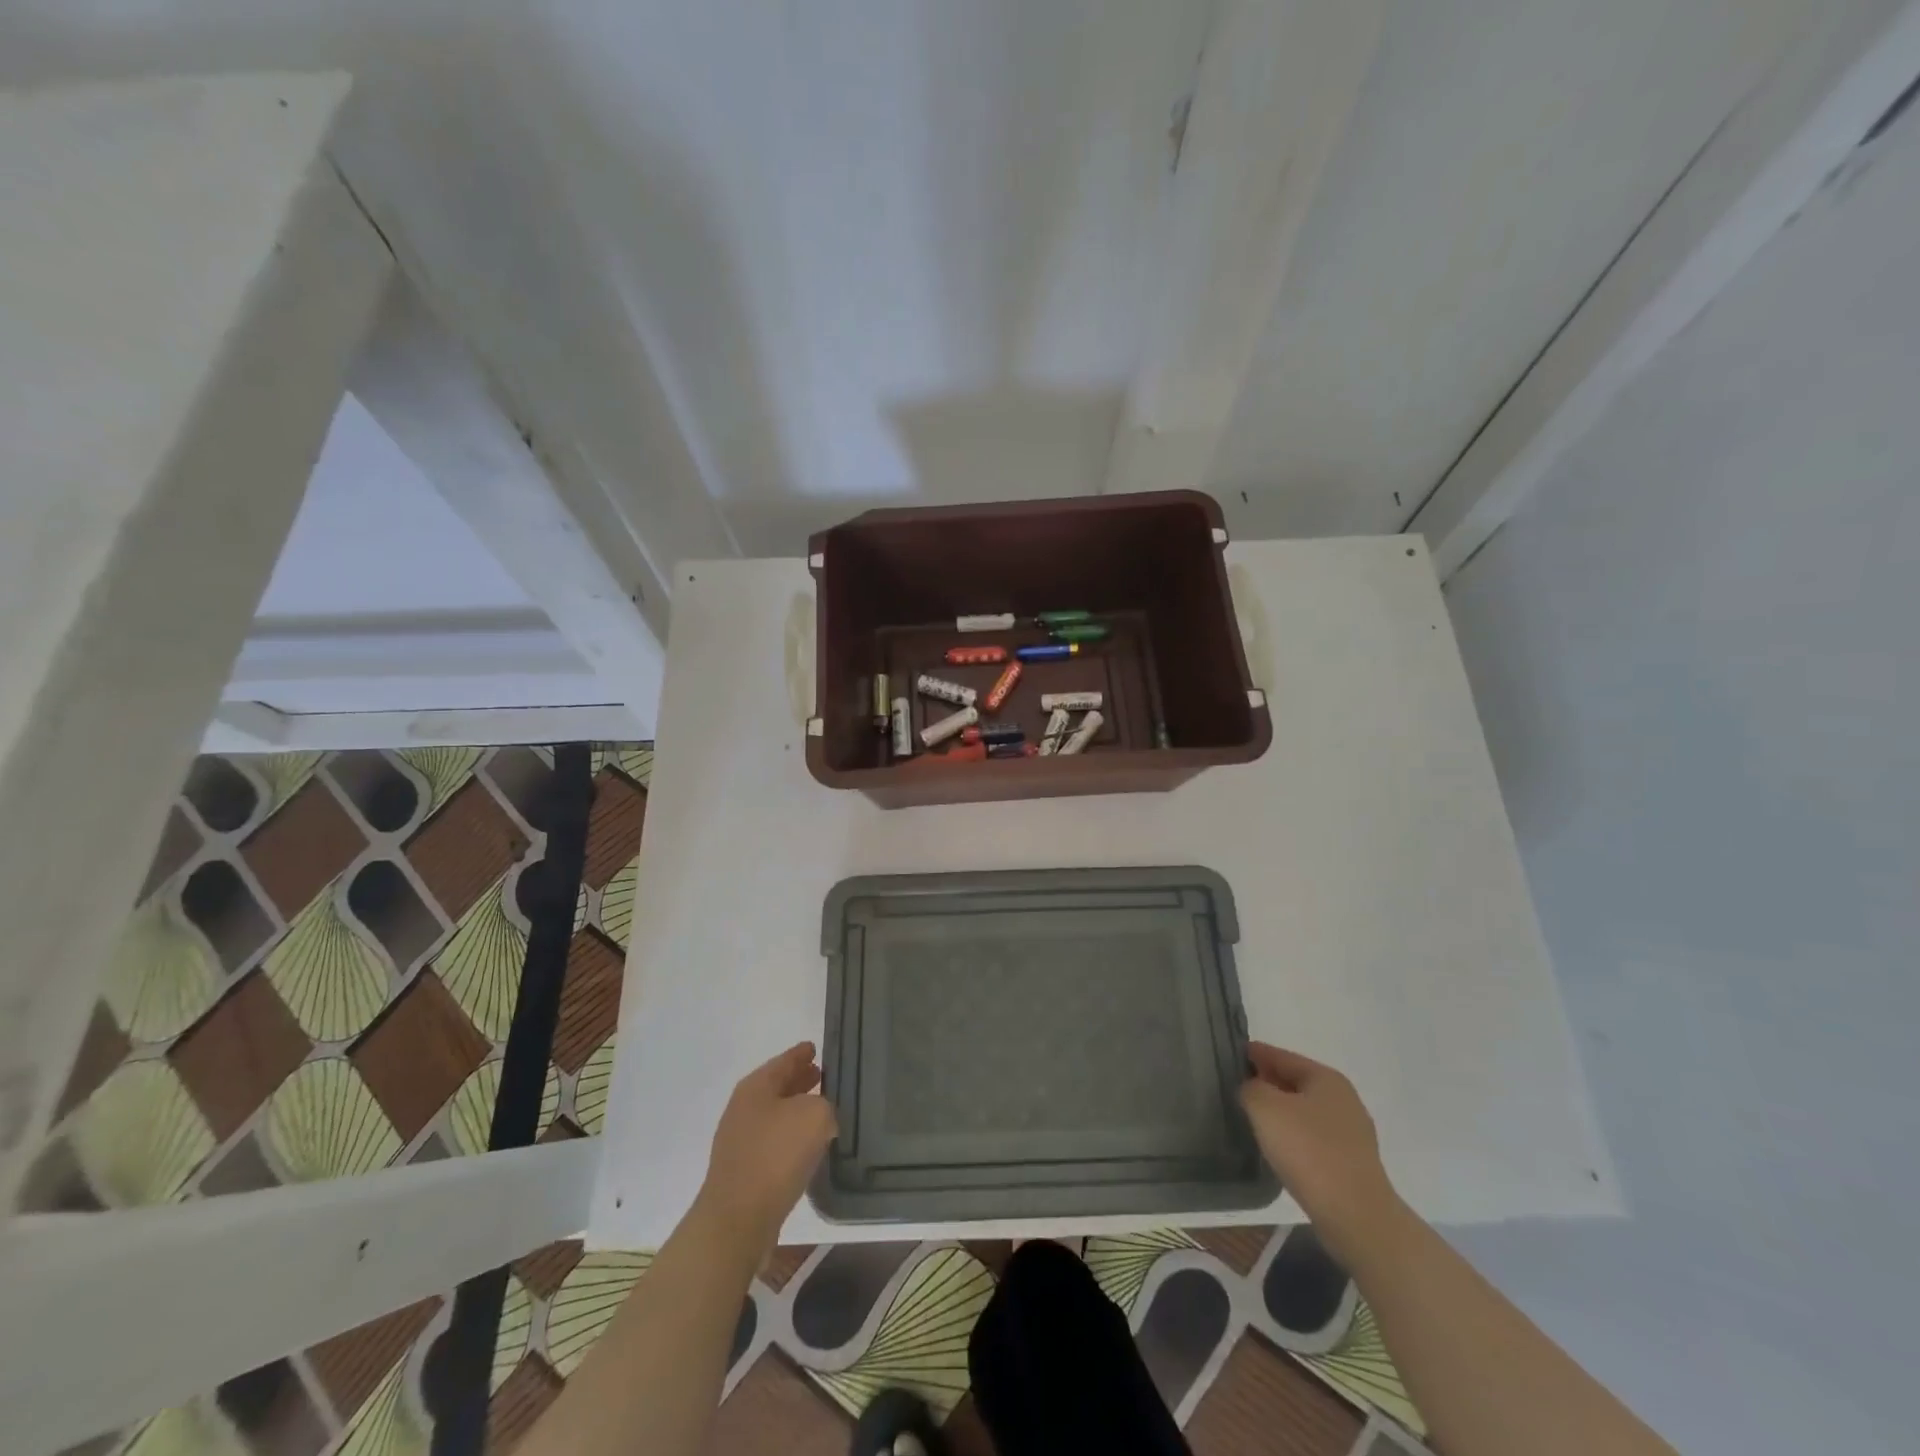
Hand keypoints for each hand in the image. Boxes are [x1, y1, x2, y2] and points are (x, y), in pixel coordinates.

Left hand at [696, 1042, 837, 1259]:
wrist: (737, 1221)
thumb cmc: (776, 1156)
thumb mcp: (815, 1116)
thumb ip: (824, 1105)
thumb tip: (821, 1117)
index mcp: (756, 1086)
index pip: (785, 1060)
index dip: (802, 1052)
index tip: (816, 1048)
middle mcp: (743, 1108)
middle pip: (777, 1086)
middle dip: (799, 1080)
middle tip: (824, 1077)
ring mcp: (739, 1141)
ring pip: (775, 1115)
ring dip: (796, 1110)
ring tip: (822, 1112)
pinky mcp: (742, 1171)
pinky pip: (772, 1143)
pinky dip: (790, 1138)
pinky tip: (808, 1148)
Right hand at [1239, 1042, 1403, 1265]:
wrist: (1356, 1216)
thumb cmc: (1308, 1151)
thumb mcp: (1265, 1108)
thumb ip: (1251, 1088)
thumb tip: (1252, 1089)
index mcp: (1326, 1078)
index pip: (1281, 1056)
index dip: (1254, 1054)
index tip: (1230, 1055)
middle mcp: (1343, 1099)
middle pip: (1295, 1082)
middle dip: (1267, 1082)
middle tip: (1236, 1087)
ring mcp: (1352, 1133)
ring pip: (1305, 1111)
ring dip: (1280, 1111)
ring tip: (1253, 1118)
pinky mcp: (1352, 1163)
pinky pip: (1314, 1138)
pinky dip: (1294, 1136)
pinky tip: (1278, 1147)